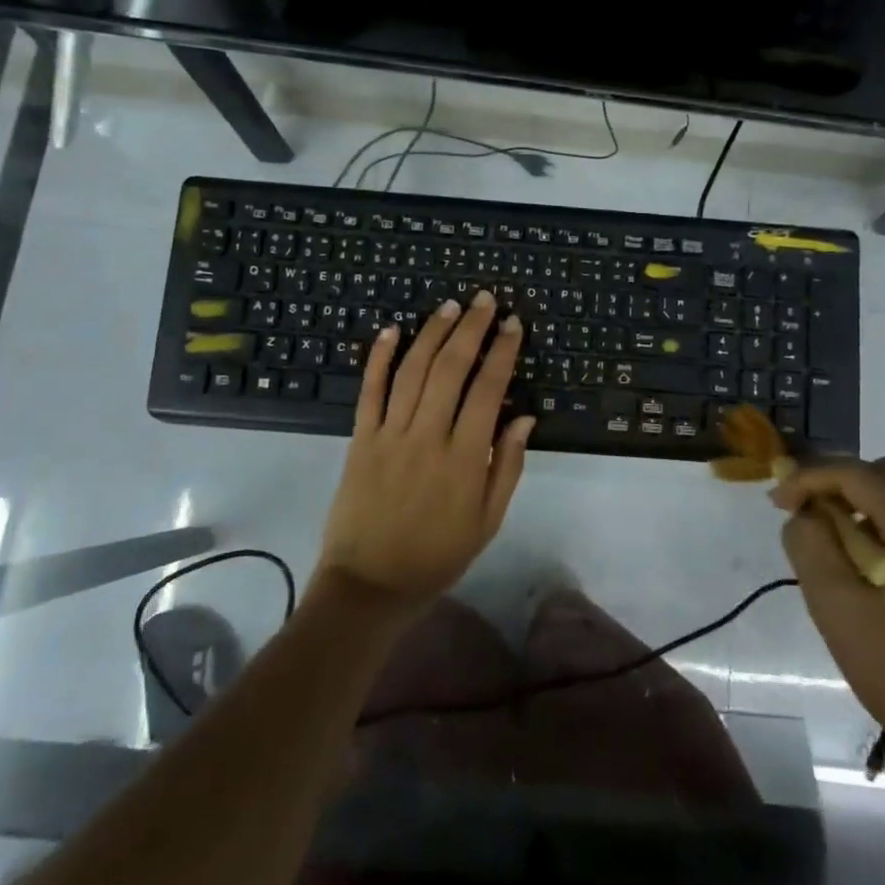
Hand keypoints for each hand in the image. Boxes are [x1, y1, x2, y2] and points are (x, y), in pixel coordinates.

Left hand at [315, 291, 533, 608]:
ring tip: (450, 306)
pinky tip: (391, 330)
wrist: (370, 584)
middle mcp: (427, 436)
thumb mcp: (488, 521)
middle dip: (471, 328)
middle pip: (451, 368)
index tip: (512, 324)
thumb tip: (524, 416)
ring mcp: (389, 434)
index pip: (488, 389)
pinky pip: (370, 391)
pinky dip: (379, 357)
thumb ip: (507, 466)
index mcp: (464, 458)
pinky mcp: (360, 438)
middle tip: (485, 299)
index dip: (502, 351)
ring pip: (412, 370)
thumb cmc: (438, 555)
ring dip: (432, 333)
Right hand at [771, 457, 884, 780]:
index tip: (777, 503)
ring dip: (868, 505)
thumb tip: (805, 514)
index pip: (856, 473)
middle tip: (809, 519)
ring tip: (840, 547)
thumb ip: (810, 546)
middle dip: (841, 485)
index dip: (808, 477)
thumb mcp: (838, 611)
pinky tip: (879, 568)